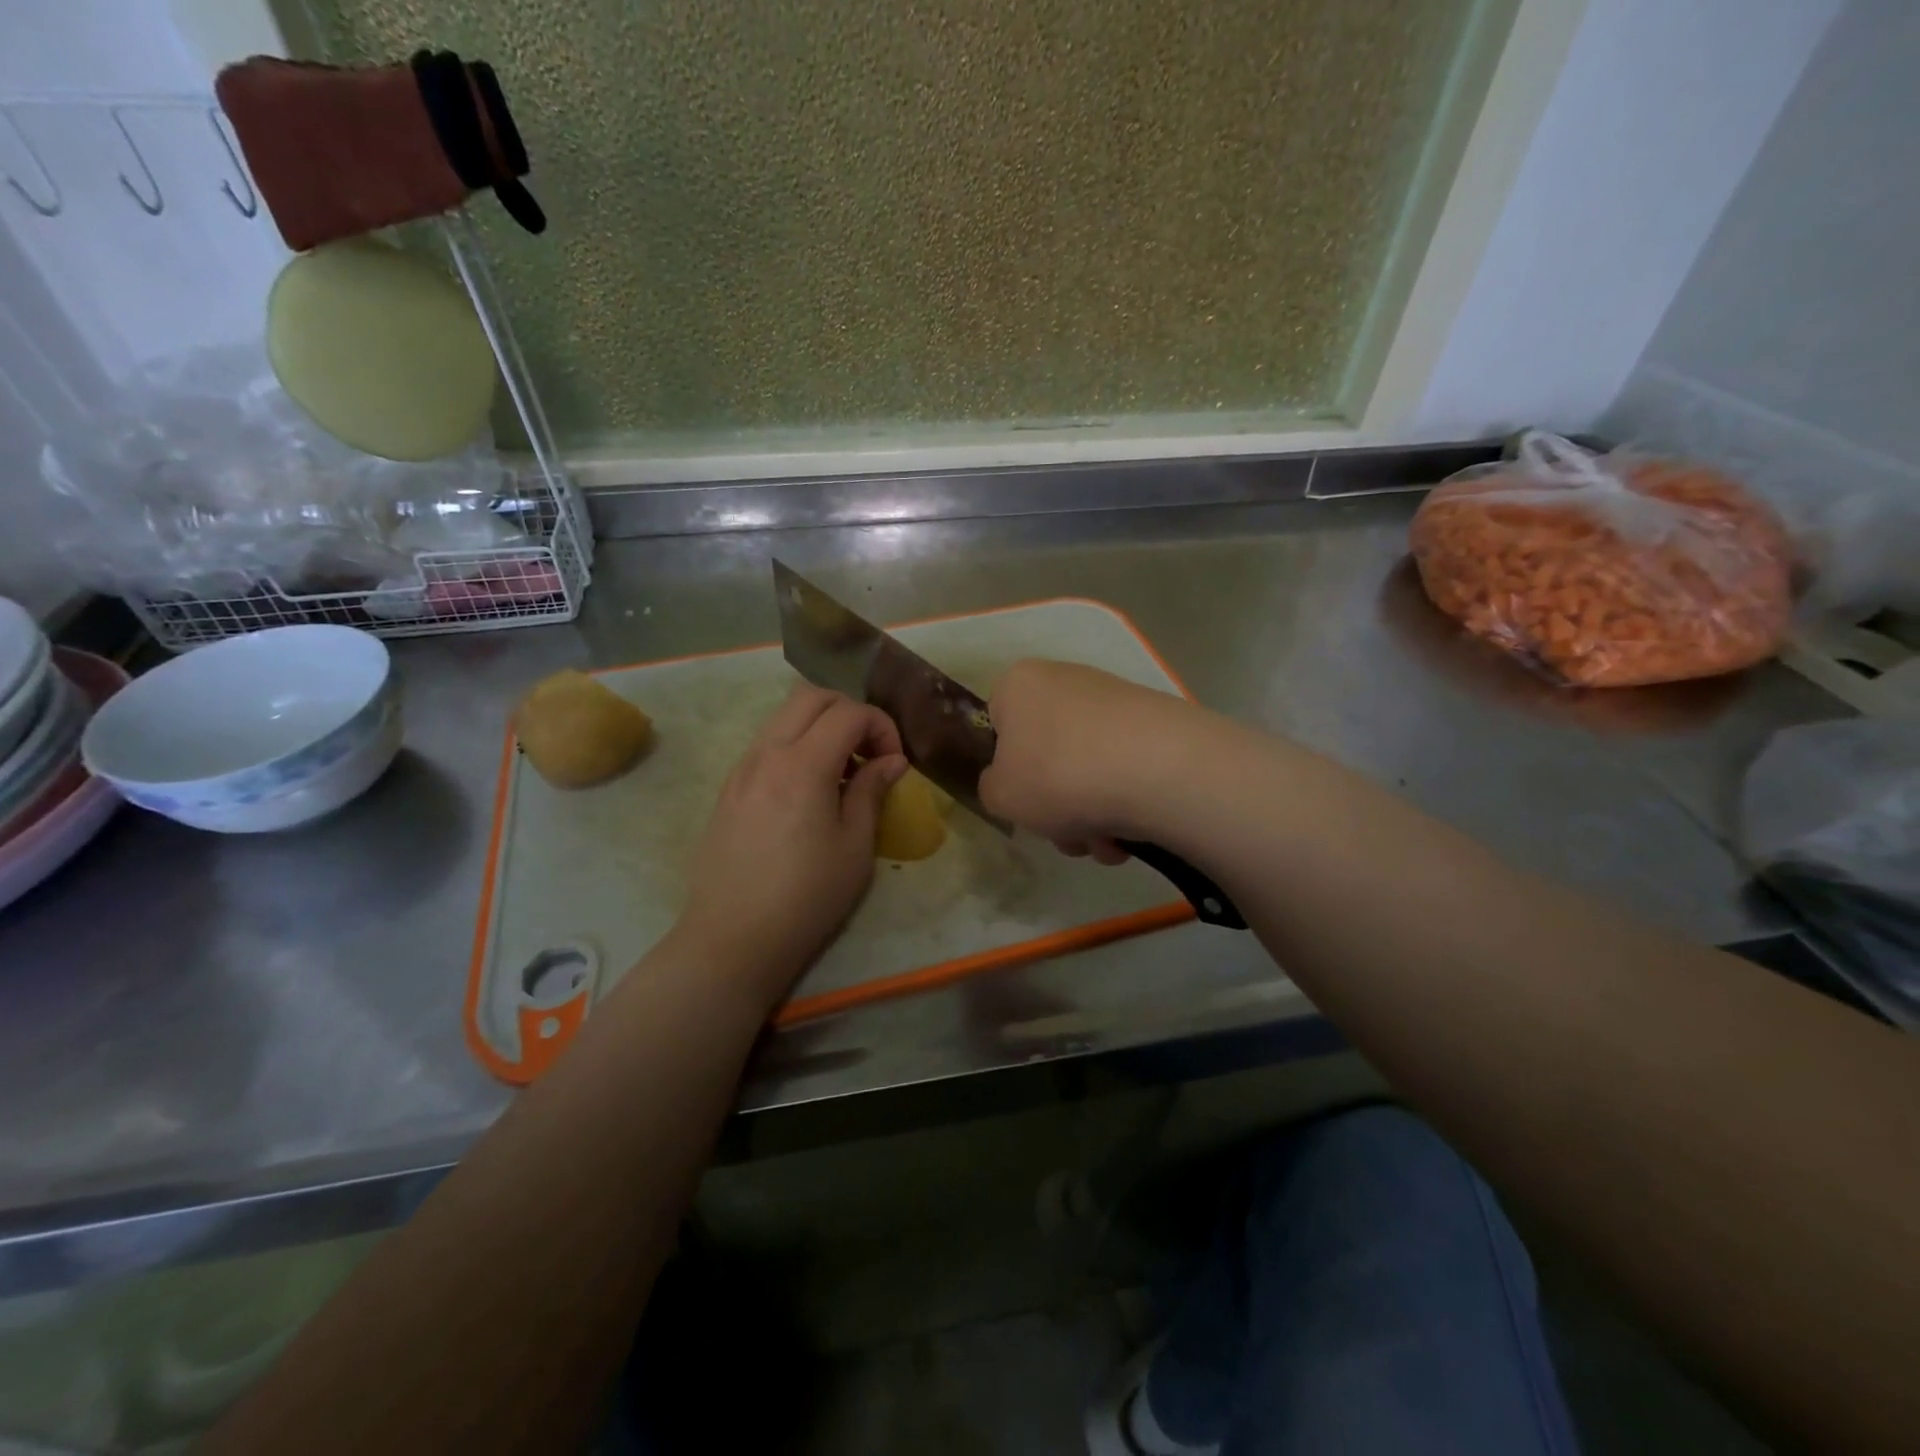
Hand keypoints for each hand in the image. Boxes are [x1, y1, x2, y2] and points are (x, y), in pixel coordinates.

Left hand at [678, 686, 907, 996]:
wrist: (733, 938)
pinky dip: (795, 745)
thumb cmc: (806, 897)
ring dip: (820, 726)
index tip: (894, 762)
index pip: (849, 712)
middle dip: (849, 712)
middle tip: (869, 752)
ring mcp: (742, 768)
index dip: (881, 726)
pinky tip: (808, 790)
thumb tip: (892, 760)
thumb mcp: (855, 846)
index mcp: (803, 765)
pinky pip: (766, 744)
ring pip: (784, 716)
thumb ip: (872, 791)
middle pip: (810, 696)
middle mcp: (767, 753)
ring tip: (841, 772)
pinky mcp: (729, 788)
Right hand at [977, 660, 1200, 863]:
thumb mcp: (1000, 795)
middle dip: (1055, 806)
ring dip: (1089, 817)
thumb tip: (1013, 784)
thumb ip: (991, 788)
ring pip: (1086, 771)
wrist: (1157, 769)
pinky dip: (1122, 804)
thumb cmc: (1058, 775)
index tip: (1022, 801)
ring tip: (1104, 843)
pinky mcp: (1155, 723)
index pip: (997, 726)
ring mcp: (1115, 700)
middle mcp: (1066, 681)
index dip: (1006, 770)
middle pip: (1046, 755)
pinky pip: (1123, 771)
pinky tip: (1131, 833)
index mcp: (1020, 684)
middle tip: (1066, 835)